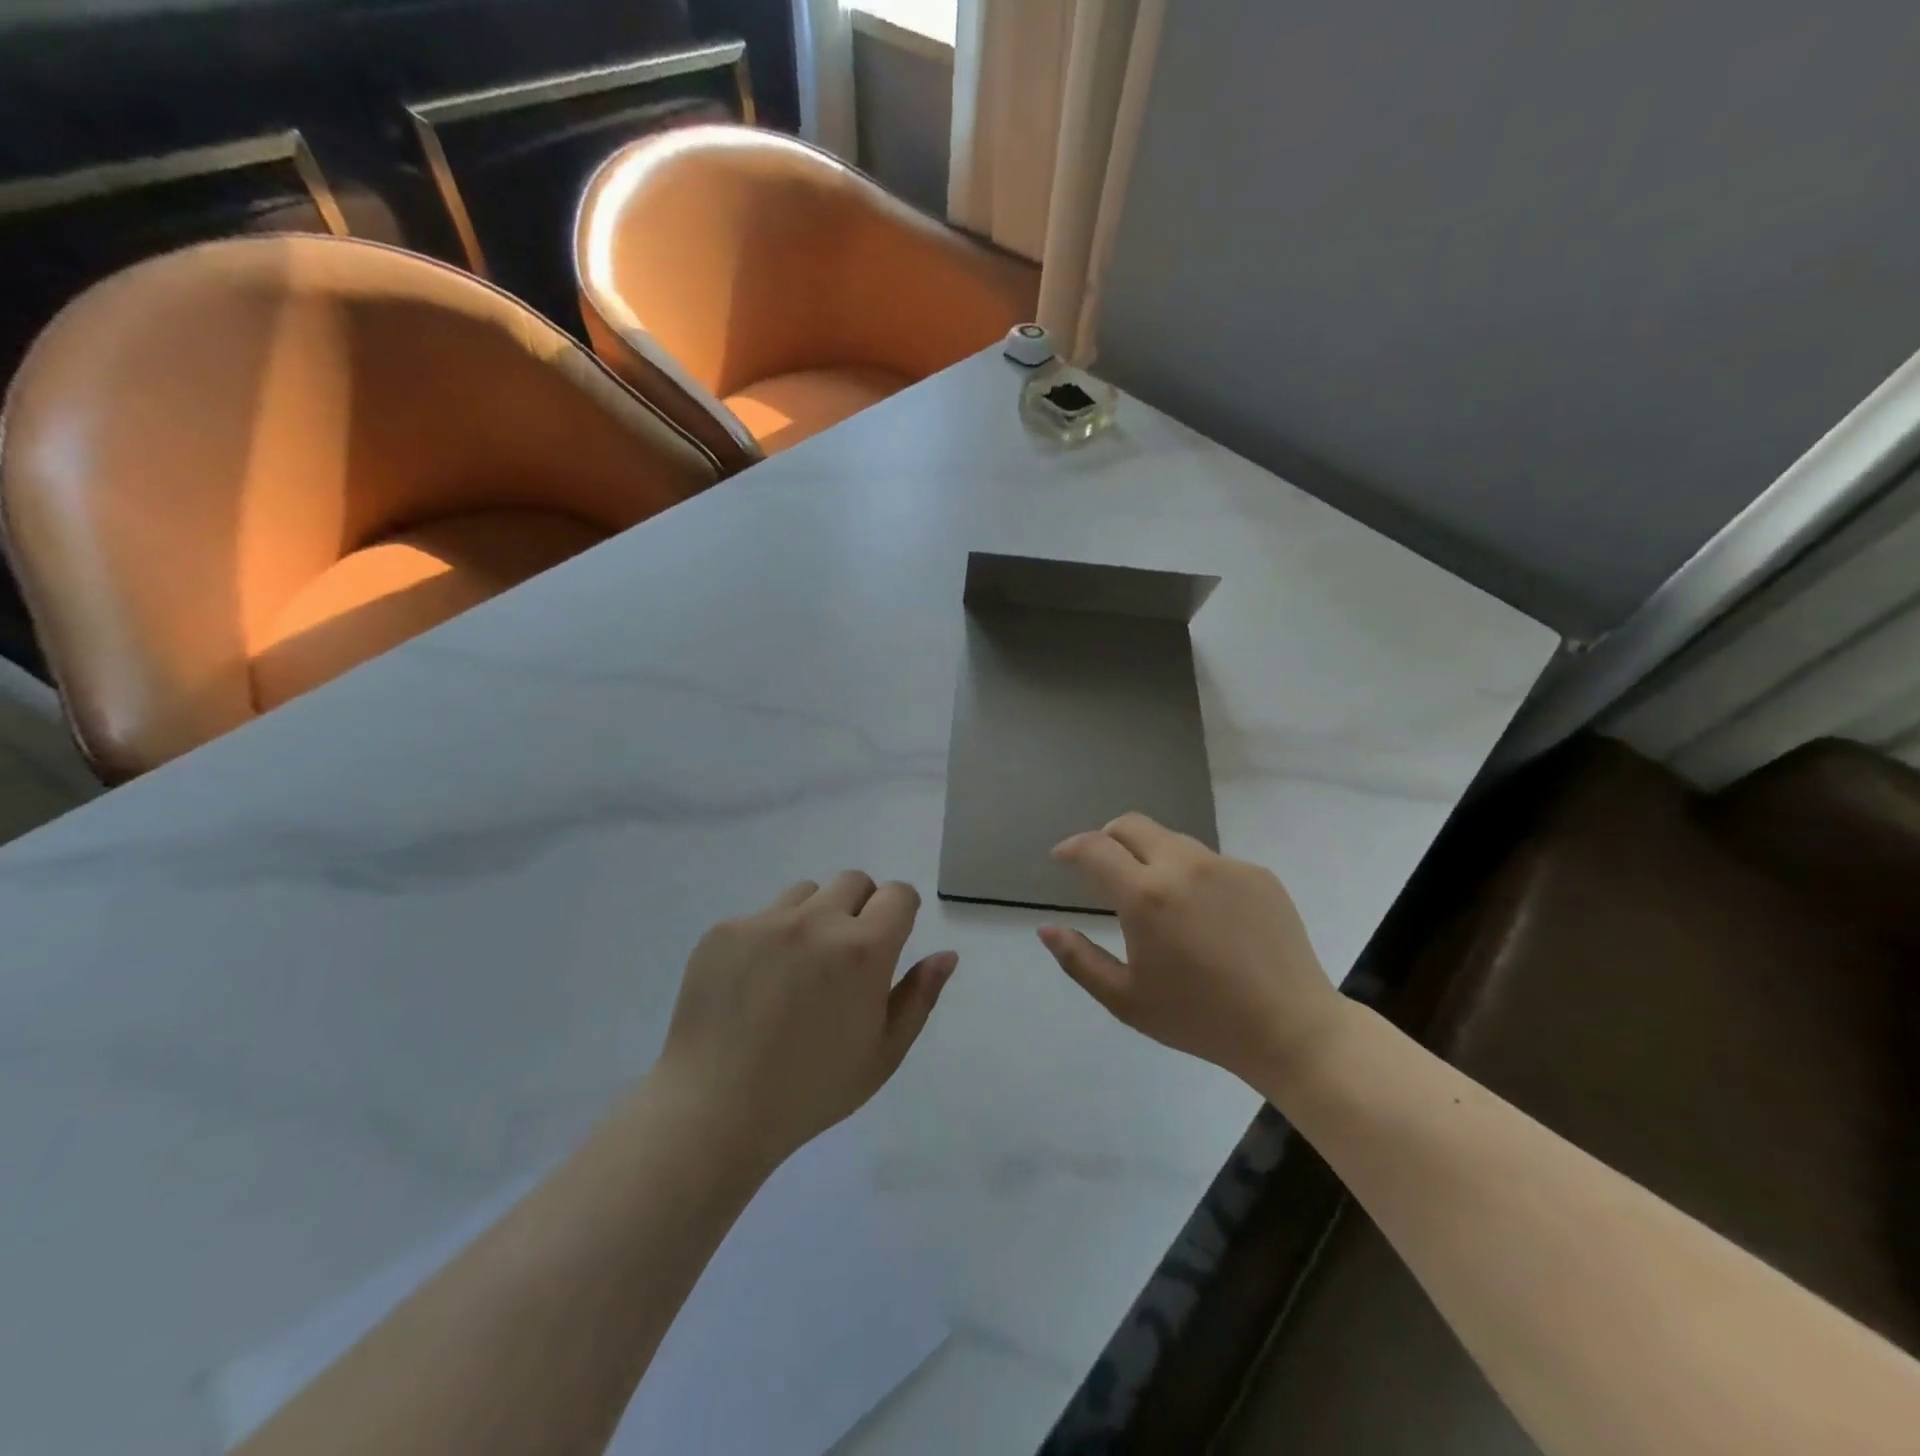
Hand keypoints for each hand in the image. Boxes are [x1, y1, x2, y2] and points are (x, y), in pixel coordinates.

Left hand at [655, 873, 956, 1171]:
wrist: (714, 1110)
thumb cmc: (812, 1090)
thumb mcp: (883, 1053)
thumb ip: (920, 996)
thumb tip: (946, 954)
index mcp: (864, 949)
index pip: (898, 894)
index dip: (900, 912)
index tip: (890, 938)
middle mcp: (817, 921)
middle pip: (853, 881)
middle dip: (860, 907)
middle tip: (844, 957)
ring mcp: (765, 921)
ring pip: (806, 893)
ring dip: (814, 917)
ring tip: (796, 970)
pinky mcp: (724, 930)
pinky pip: (761, 916)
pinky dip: (769, 938)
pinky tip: (754, 985)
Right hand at [1039, 814, 1342, 1086]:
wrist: (1291, 1028)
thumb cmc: (1200, 1019)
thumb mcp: (1126, 999)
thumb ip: (1079, 960)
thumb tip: (1046, 929)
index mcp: (1146, 896)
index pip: (1095, 847)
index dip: (1071, 847)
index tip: (1061, 858)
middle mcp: (1183, 865)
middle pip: (1131, 825)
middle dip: (1107, 837)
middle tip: (1101, 865)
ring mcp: (1225, 865)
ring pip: (1172, 840)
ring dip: (1149, 855)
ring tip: (1155, 895)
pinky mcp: (1257, 873)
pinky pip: (1210, 861)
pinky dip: (1191, 874)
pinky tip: (1203, 915)